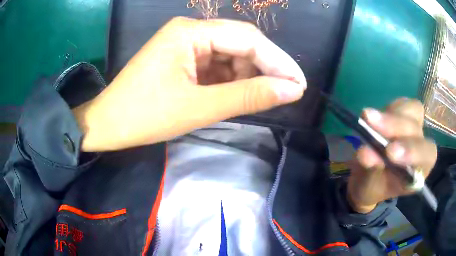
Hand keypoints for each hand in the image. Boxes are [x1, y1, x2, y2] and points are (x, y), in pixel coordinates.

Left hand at [74, 18, 305, 151]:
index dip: (278, 62)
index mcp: (190, 32)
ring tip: (258, 97)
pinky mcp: (181, 57)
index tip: (300, 84)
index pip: (248, 39)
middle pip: (240, 43)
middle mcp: (189, 30)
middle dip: (265, 68)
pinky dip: (230, 79)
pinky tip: (235, 94)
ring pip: (230, 54)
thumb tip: (292, 91)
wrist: (109, 124)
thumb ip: (248, 96)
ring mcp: (184, 43)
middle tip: (286, 92)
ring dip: (247, 75)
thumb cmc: (145, 116)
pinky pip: (215, 64)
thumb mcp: (200, 107)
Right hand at [347, 98, 436, 212]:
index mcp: (419, 170)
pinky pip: (401, 104)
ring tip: (367, 117)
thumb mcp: (369, 186)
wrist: (369, 176)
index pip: (425, 155)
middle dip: (394, 126)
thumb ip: (371, 170)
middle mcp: (420, 145)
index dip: (412, 150)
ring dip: (390, 113)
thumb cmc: (372, 186)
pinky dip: (387, 108)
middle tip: (369, 122)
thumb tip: (365, 153)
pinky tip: (372, 116)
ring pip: (413, 110)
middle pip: (416, 128)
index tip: (389, 153)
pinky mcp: (403, 114)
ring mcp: (413, 127)